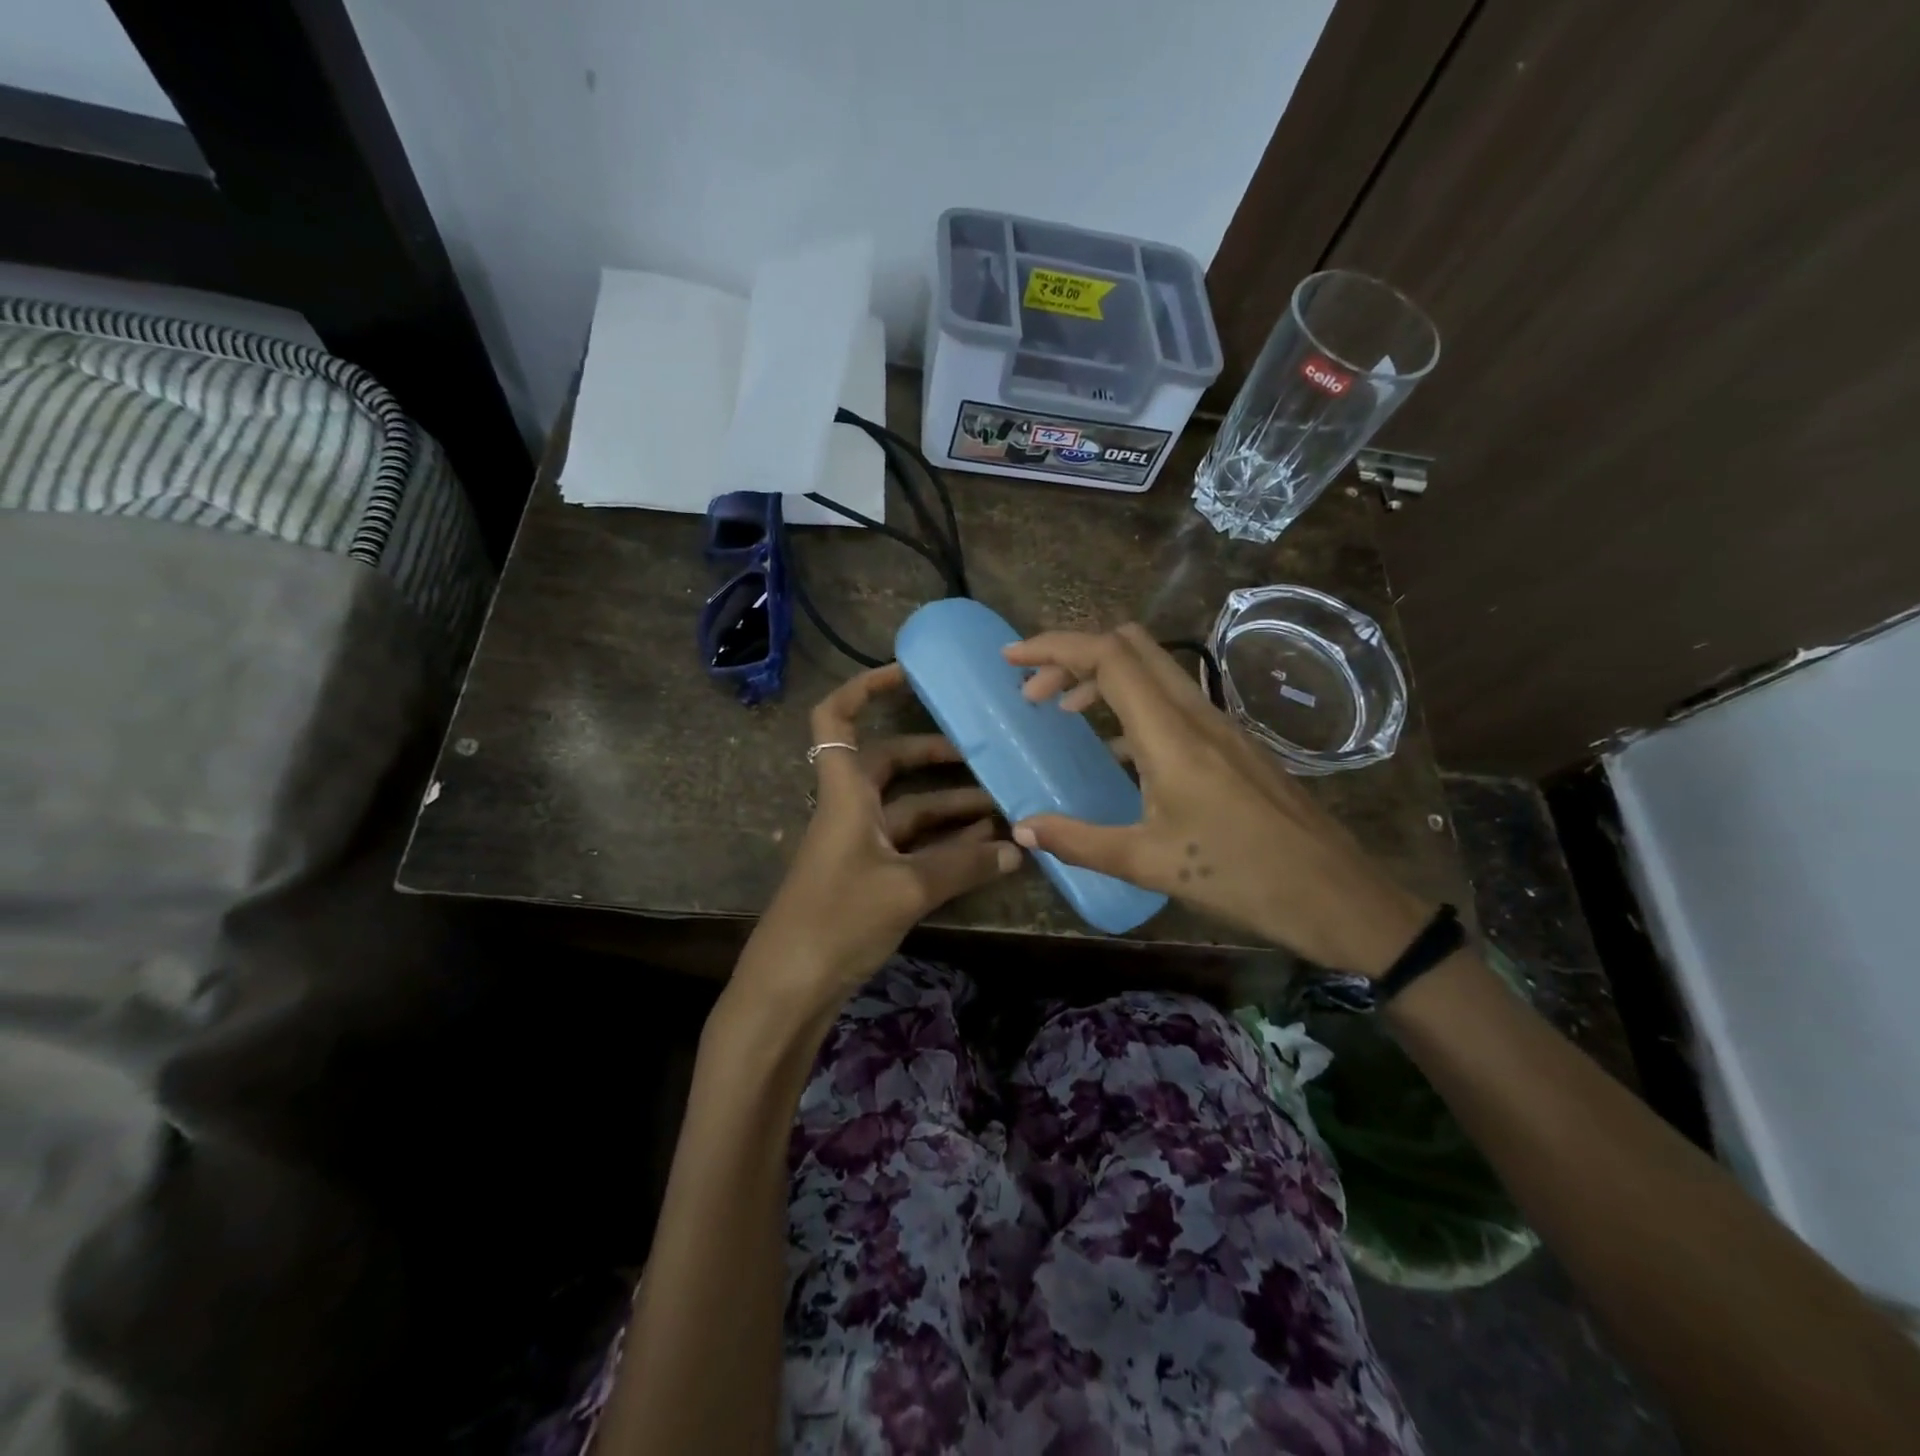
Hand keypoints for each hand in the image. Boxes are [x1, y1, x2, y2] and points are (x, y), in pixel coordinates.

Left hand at [737, 663, 1022, 1014]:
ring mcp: (857, 846)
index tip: (909, 675)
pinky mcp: (866, 879)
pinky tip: (983, 850)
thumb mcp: (906, 889)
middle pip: (888, 765)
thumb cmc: (837, 920)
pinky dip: (943, 845)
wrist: (789, 990)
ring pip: (907, 811)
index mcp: (844, 793)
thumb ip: (963, 867)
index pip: (837, 719)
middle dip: (933, 757)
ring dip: (948, 808)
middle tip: (982, 755)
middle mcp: (849, 810)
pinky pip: (910, 847)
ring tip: (1001, 807)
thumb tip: (1018, 849)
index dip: (865, 688)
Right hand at [1004, 624, 1429, 975]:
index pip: (1107, 656)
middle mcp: (1195, 713)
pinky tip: (1117, 750)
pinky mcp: (1233, 742)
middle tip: (1036, 693)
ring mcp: (1219, 723)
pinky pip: (1171, 699)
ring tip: (1064, 713)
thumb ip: (1078, 841)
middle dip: (1074, 655)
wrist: (1336, 894)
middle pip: (1130, 645)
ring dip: (1102, 677)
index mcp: (1170, 733)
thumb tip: (1023, 829)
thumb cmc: (1239, 877)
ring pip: (1153, 669)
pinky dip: (1131, 703)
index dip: (1054, 647)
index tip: (1011, 660)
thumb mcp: (1148, 862)